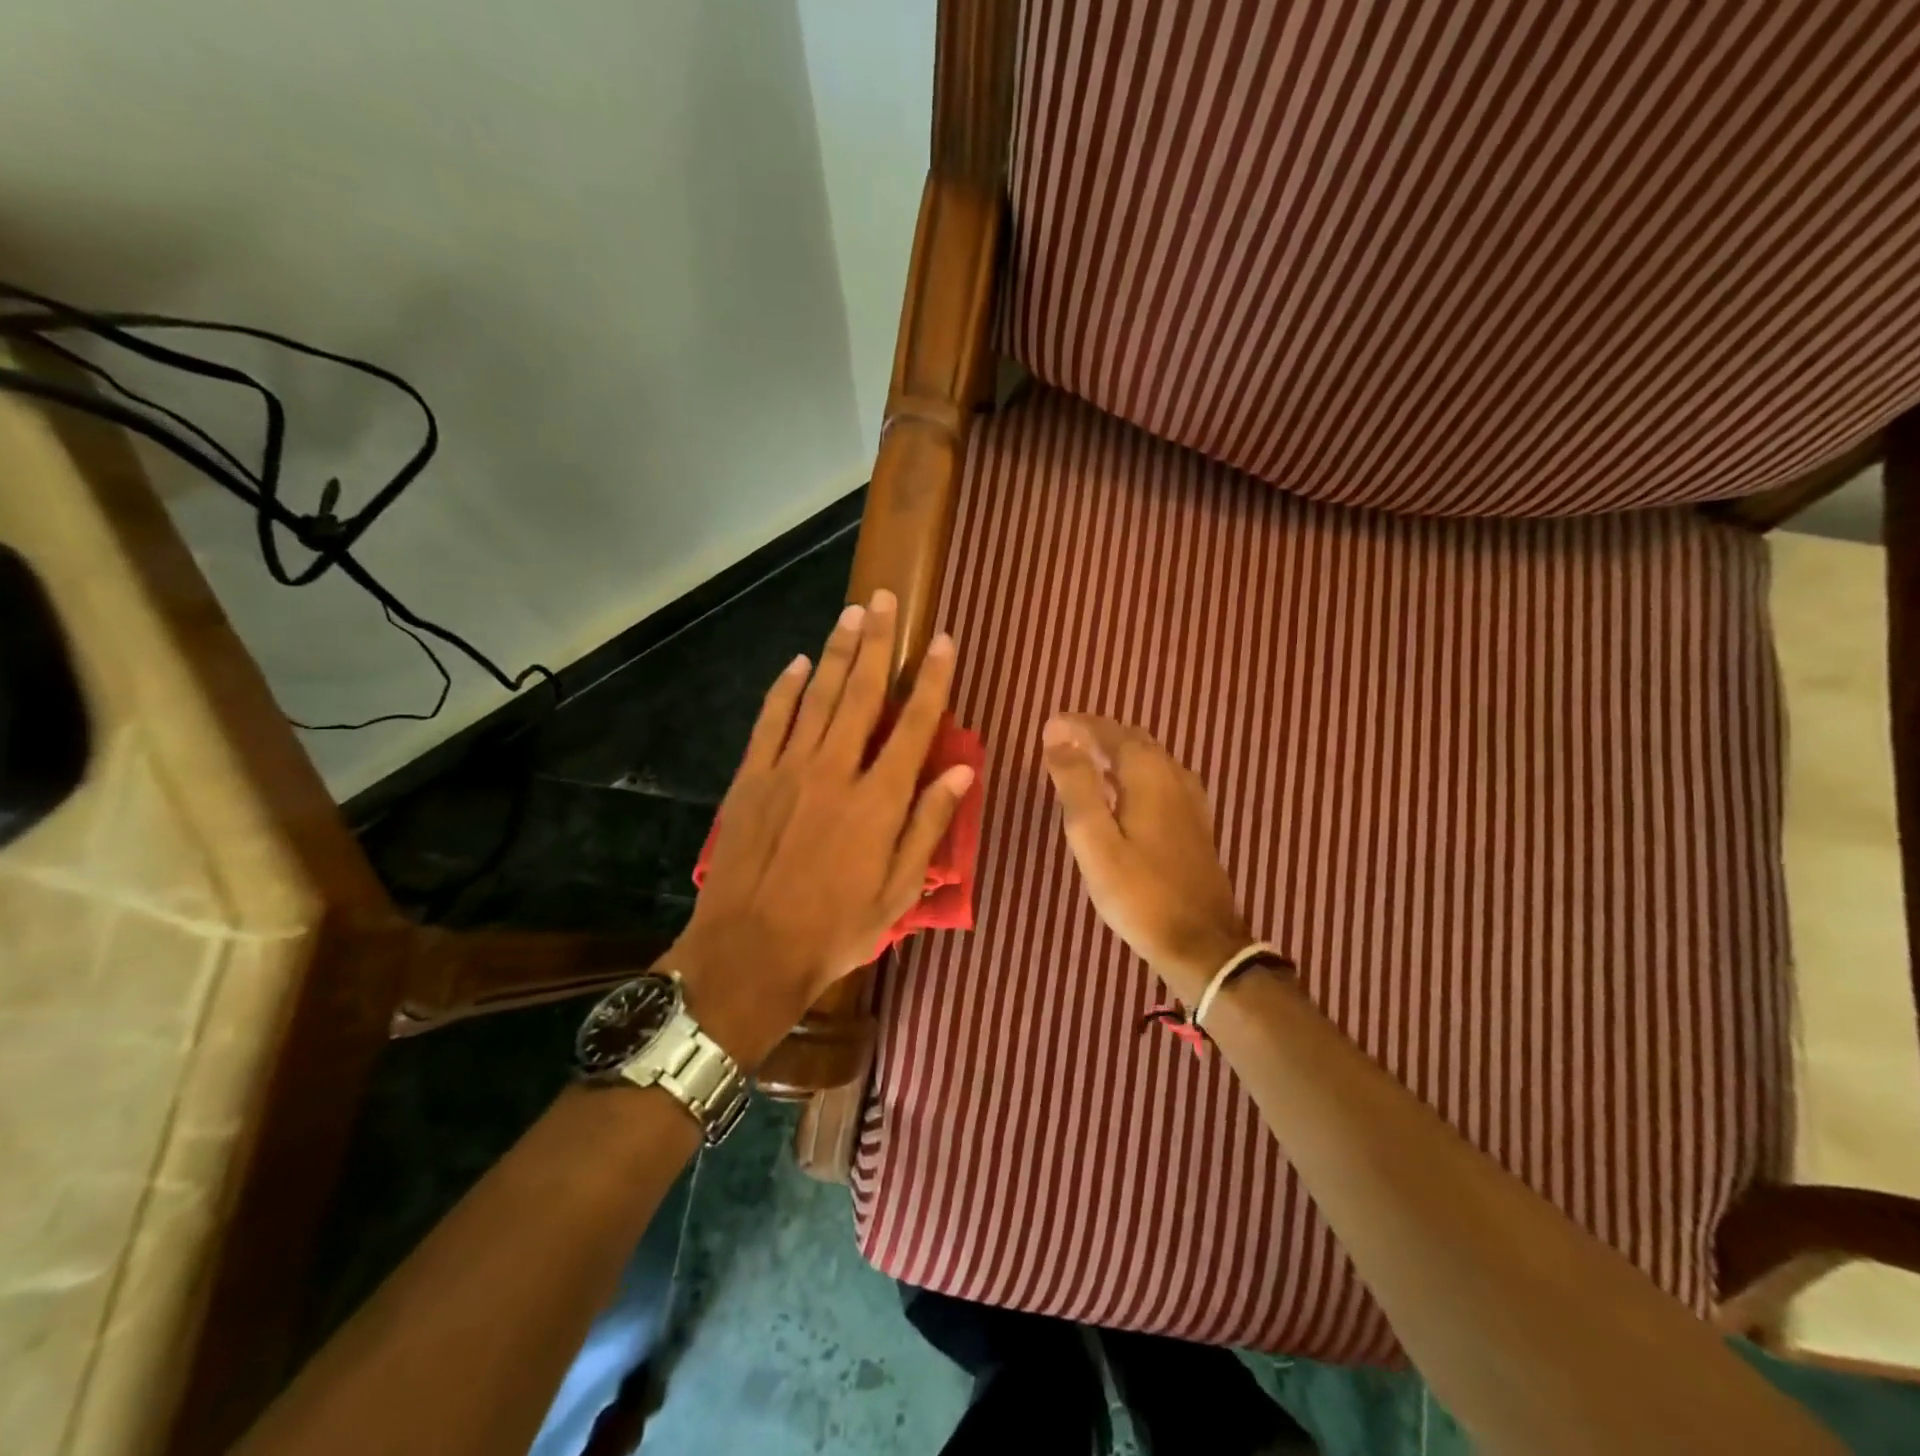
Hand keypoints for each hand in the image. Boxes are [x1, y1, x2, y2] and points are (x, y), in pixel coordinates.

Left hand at [672, 589, 972, 1066]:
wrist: (749, 952)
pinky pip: (771, 720)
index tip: (944, 641)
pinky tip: (800, 662)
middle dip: (879, 642)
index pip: (914, 725)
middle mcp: (835, 770)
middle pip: (863, 693)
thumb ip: (928, 826)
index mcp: (878, 800)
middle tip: (887, 600)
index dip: (933, 680)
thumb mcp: (898, 891)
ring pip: (819, 696)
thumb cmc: (835, 930)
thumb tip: (962, 773)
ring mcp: (788, 769)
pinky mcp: (752, 777)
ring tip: (854, 613)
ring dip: (838, 651)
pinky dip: (786, 688)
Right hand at [1041, 713, 1252, 1003]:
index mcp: (1148, 773)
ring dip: (1114, 751)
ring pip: (1147, 757)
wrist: (1201, 942)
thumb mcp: (1094, 840)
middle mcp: (1173, 774)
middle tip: (1061, 739)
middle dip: (1095, 733)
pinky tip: (1120, 791)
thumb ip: (1076, 786)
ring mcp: (1189, 798)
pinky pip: (1159, 777)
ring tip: (1083, 759)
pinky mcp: (1194, 820)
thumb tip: (1058, 738)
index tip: (1048, 726)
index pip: (1107, 732)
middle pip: (1131, 739)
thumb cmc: (1139, 892)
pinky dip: (1132, 771)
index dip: (1076, 725)